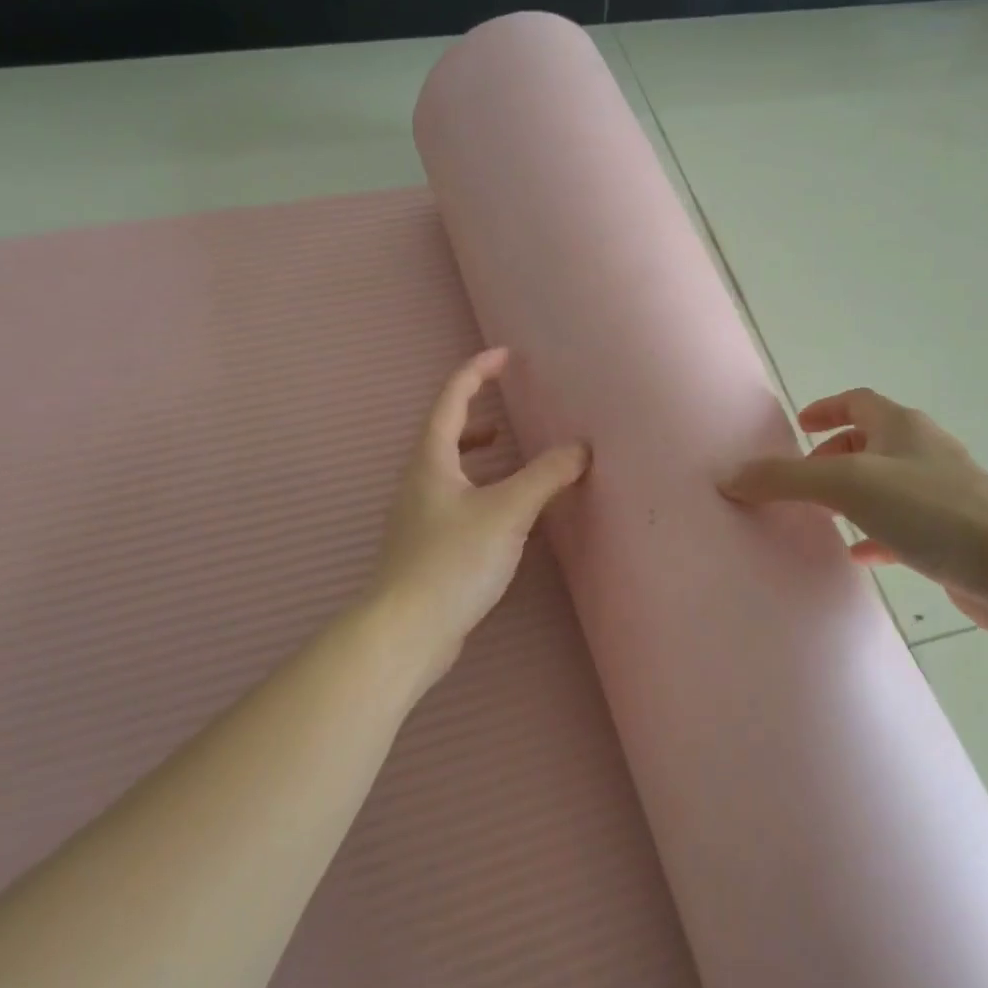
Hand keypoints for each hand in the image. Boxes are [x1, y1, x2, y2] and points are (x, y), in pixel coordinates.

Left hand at [362, 348, 589, 683]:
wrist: (406, 631)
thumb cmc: (453, 560)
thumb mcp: (507, 511)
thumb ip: (546, 476)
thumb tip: (580, 449)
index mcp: (431, 460)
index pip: (451, 399)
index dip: (477, 371)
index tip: (504, 356)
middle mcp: (419, 481)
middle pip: (444, 431)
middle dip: (473, 410)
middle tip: (505, 404)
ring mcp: (418, 515)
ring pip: (448, 466)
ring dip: (475, 450)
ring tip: (503, 446)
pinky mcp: (426, 545)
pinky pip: (455, 497)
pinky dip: (479, 485)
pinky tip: (501, 510)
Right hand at [721, 388, 987, 637]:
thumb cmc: (930, 509)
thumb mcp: (846, 485)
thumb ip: (785, 479)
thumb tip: (730, 476)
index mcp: (902, 428)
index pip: (859, 402)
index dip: (827, 408)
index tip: (800, 425)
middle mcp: (924, 453)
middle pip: (872, 443)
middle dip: (834, 456)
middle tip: (804, 479)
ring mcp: (944, 495)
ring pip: (887, 486)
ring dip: (854, 496)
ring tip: (823, 517)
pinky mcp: (954, 535)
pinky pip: (904, 526)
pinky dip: (876, 533)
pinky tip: (861, 554)